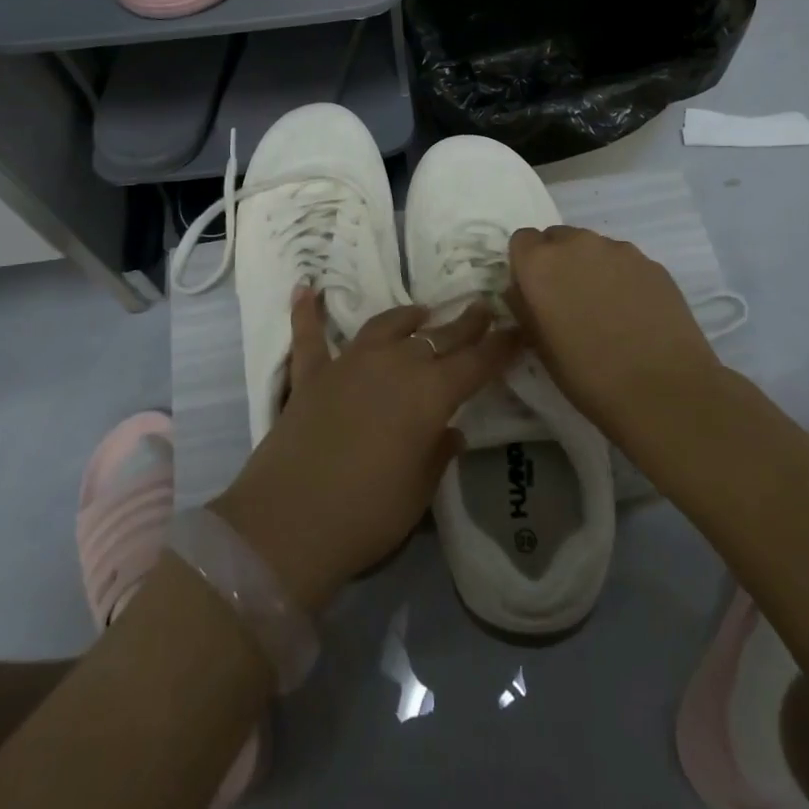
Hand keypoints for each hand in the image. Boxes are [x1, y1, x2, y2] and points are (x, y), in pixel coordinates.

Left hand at [212, 290, 517, 613]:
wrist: (290, 520)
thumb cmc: (367, 513)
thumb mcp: (419, 490)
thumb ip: (438, 452)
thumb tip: (451, 430)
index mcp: (430, 394)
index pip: (476, 363)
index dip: (500, 347)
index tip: (518, 330)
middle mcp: (393, 365)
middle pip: (437, 337)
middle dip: (465, 323)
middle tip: (483, 307)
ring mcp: (348, 364)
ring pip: (385, 327)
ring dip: (406, 317)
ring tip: (421, 311)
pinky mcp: (310, 374)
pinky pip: (309, 335)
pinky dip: (306, 311)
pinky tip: (306, 287)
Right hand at [506, 225, 721, 440]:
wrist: (664, 391)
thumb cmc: (588, 375)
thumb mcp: (539, 345)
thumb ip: (524, 306)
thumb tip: (523, 290)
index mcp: (541, 263)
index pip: (521, 240)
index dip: (525, 264)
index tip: (535, 292)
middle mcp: (578, 244)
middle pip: (558, 238)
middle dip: (558, 261)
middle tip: (568, 300)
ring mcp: (619, 250)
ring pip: (593, 248)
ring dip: (590, 267)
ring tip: (605, 309)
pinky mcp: (652, 264)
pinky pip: (624, 261)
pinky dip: (622, 278)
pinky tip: (633, 313)